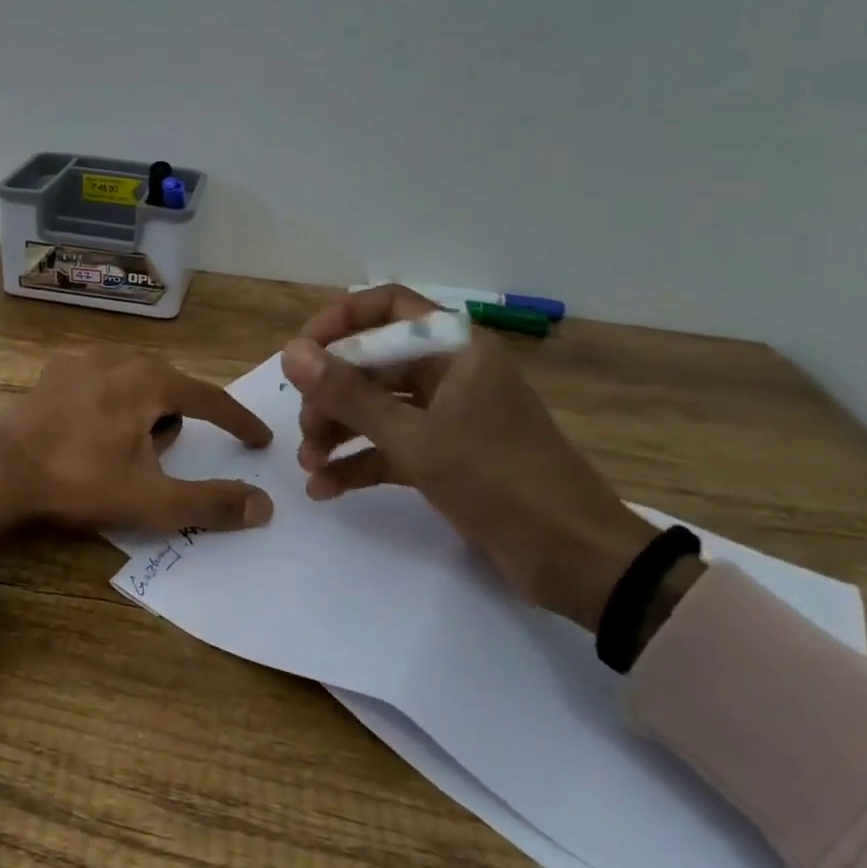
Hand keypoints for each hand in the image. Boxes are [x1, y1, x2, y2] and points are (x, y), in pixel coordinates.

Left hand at [0, 345, 273, 553]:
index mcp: (150, 380)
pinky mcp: (54, 373)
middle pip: (170, 390)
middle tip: (156, 463)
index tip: (259, 441)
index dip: (238, 422)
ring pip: (134, 384)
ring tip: (118, 453)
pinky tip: (87, 434)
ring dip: (141, 414)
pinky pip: (101, 384)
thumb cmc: (79, 479)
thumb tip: (263, 506)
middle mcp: (120, 358)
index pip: (211, 398)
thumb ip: (210, 503)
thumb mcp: (150, 500)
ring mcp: (82, 360)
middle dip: (174, 424)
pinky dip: (109, 405)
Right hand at [281, 285, 679, 633]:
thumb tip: (290, 353)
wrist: (576, 560)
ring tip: (309, 464)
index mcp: (454, 349)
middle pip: (373, 362)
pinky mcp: (445, 456)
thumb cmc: (499, 480)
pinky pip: (389, 446)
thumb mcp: (415, 438)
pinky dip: (358, 462)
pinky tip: (324, 488)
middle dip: (331, 393)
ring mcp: (447, 416)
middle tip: (305, 428)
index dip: (339, 321)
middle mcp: (449, 373)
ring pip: (377, 406)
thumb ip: (349, 394)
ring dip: (338, 430)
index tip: (301, 354)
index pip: (387, 307)